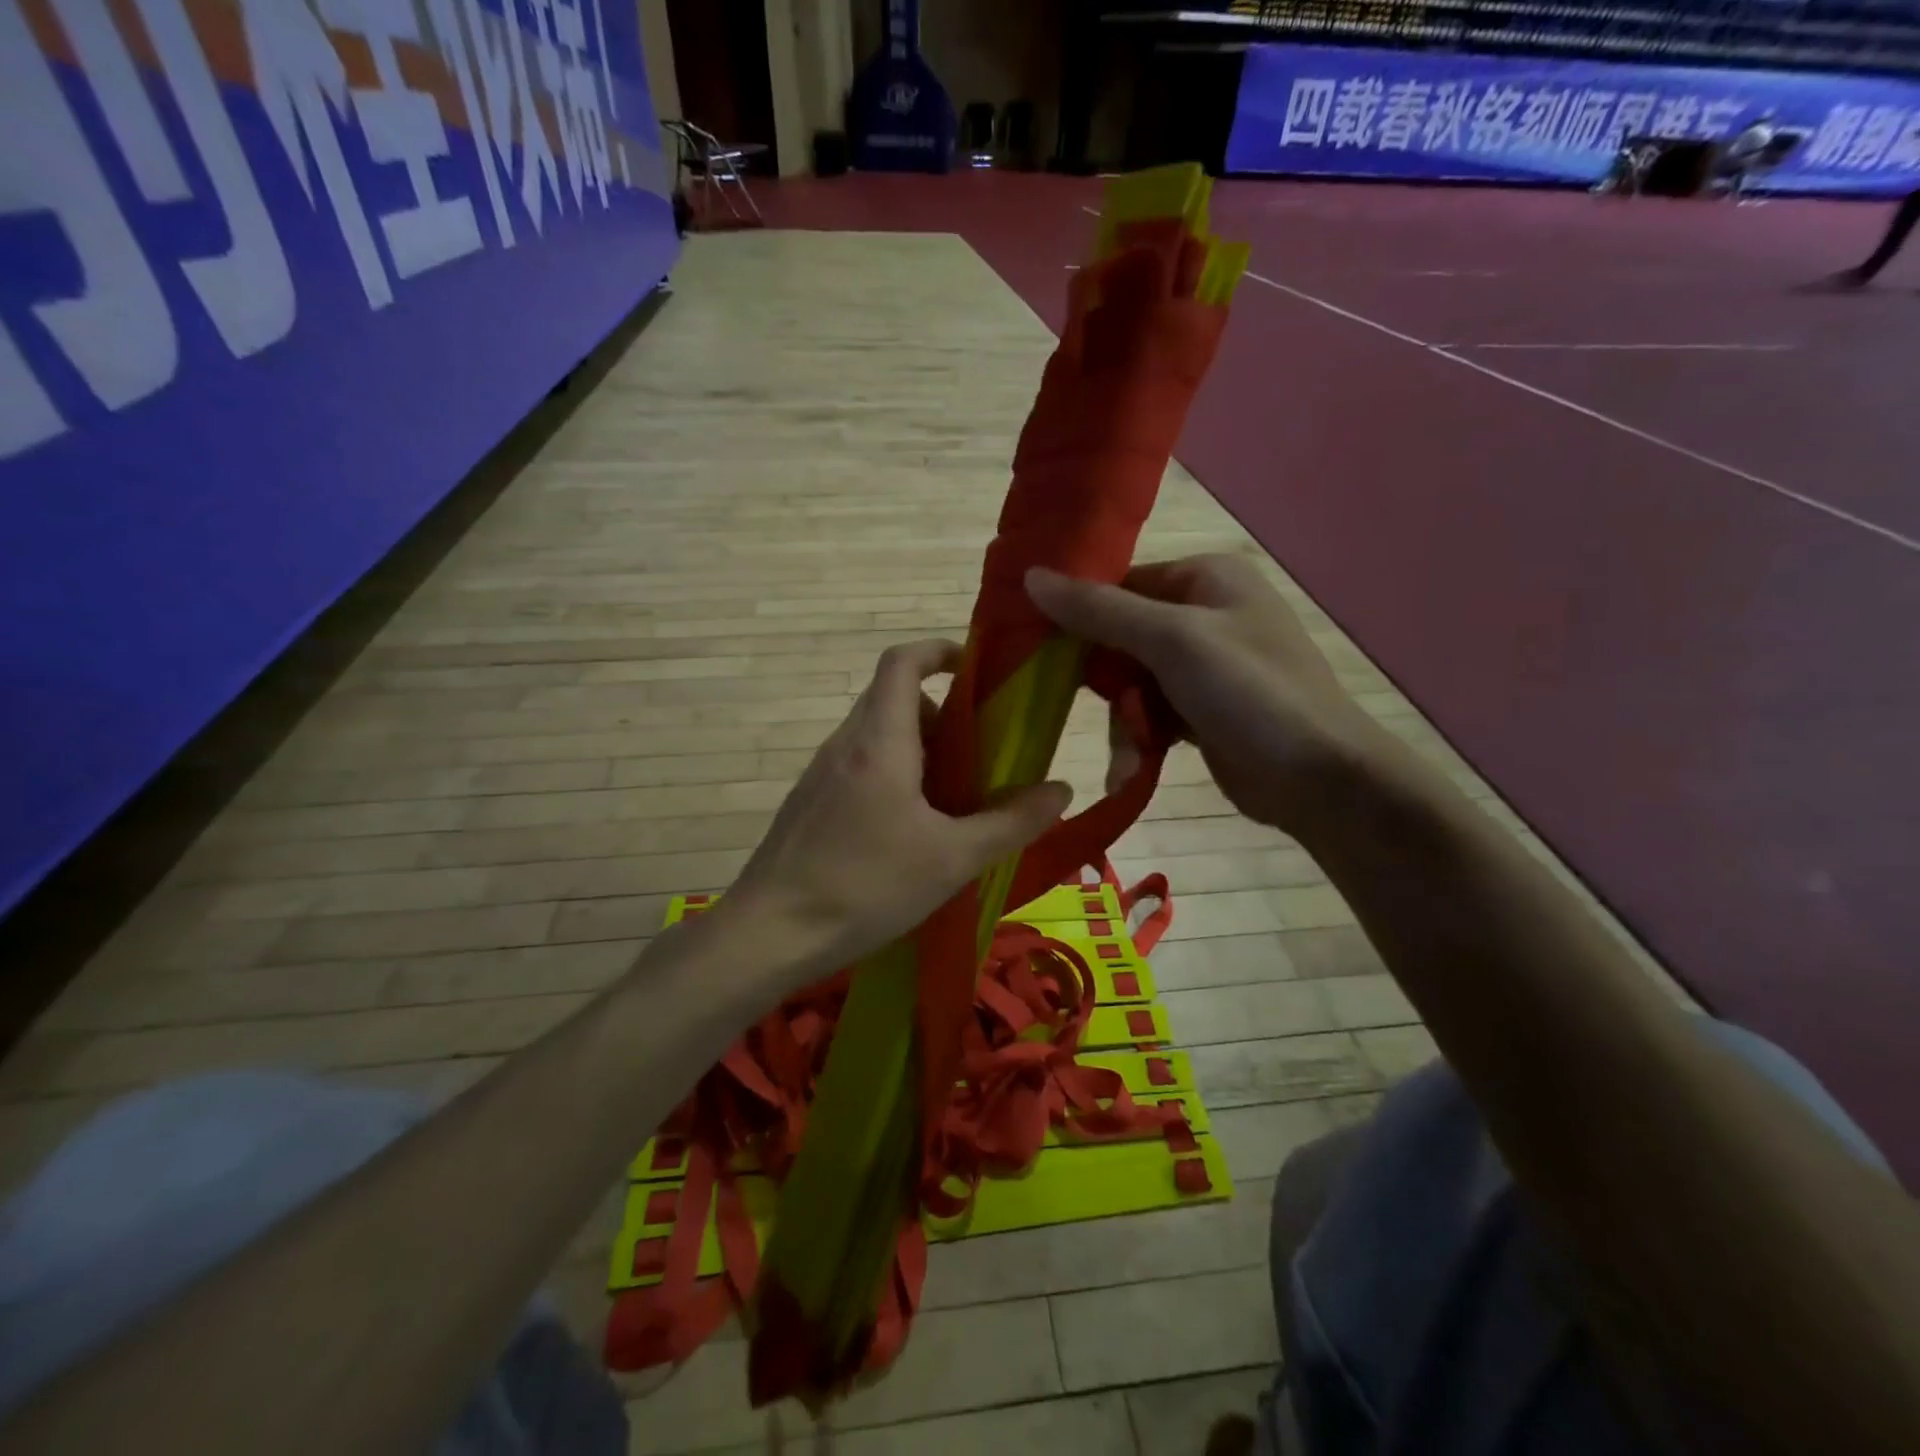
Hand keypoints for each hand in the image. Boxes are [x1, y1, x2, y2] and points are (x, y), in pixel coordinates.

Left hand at [717, 640, 1071, 986]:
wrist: (769, 935)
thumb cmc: (866, 886)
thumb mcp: (952, 858)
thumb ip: (1010, 823)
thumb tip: (1061, 790)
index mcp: (879, 741)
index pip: (901, 662)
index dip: (938, 650)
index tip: (975, 668)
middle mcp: (844, 744)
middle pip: (894, 699)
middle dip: (941, 715)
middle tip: (978, 755)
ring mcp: (820, 774)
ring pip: (876, 737)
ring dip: (918, 751)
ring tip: (951, 800)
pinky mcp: (809, 804)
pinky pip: (858, 768)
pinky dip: (892, 776)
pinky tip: (908, 832)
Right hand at [1026, 555, 1379, 835]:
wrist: (1319, 778)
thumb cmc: (1250, 693)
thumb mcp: (1172, 641)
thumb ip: (1100, 611)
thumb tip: (1031, 577)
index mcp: (1204, 578)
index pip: (1119, 585)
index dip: (1079, 614)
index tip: (1039, 648)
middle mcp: (1204, 614)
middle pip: (1120, 637)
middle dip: (1108, 682)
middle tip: (1094, 706)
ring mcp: (1204, 666)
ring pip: (1131, 684)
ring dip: (1126, 721)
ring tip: (1130, 755)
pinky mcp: (1202, 711)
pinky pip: (1152, 714)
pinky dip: (1141, 739)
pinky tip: (1133, 770)